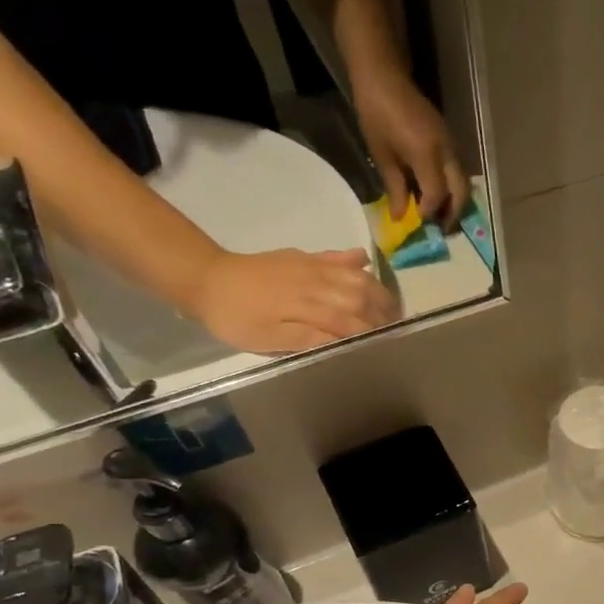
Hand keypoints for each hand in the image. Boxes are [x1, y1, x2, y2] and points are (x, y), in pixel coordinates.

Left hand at [185, 248, 397, 354]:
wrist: (206, 279)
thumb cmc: (236, 319)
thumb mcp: (267, 340)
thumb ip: (306, 340)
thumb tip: (343, 342)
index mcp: (308, 306)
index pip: (353, 321)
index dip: (372, 334)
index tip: (388, 346)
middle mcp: (316, 282)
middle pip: (362, 295)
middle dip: (383, 312)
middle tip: (397, 329)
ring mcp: (311, 266)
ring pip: (355, 276)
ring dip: (377, 290)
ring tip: (390, 306)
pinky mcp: (304, 258)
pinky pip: (336, 257)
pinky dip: (354, 260)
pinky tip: (366, 263)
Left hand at [351, 60, 470, 224]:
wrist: (383, 75)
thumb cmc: (376, 113)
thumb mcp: (382, 154)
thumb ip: (395, 188)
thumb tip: (401, 217)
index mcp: (426, 154)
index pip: (437, 194)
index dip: (430, 212)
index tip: (419, 222)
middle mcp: (445, 151)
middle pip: (461, 192)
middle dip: (453, 213)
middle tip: (441, 228)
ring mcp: (451, 144)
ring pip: (463, 183)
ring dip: (455, 202)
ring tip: (440, 214)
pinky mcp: (449, 140)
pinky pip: (457, 171)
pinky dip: (452, 187)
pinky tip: (437, 193)